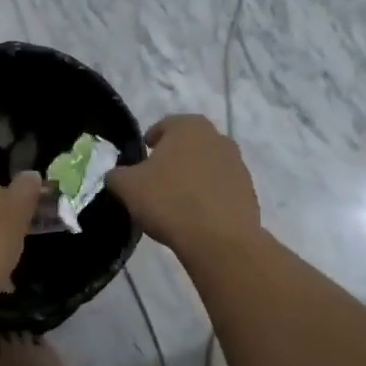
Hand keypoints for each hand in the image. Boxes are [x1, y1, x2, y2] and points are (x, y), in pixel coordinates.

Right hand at [108, 115, 260, 255]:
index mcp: (188, 126)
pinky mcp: (249, 191)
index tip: (140, 160)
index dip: (150, 141)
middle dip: (173, 158)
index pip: (164, 126)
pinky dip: (208, 196)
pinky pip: (221, 188)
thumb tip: (117, 175)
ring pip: (207, 165)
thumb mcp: (127, 186)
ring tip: (176, 200)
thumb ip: (116, 175)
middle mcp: (217, 137)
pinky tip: (196, 216)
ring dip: (193, 177)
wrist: (219, 239)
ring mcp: (237, 164)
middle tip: (156, 179)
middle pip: (189, 144)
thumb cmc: (169, 201)